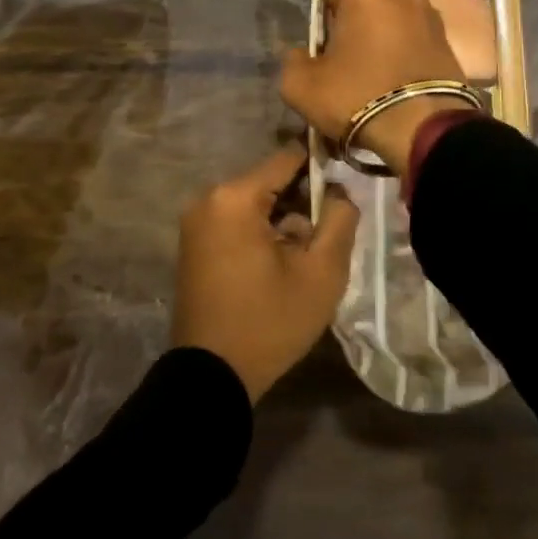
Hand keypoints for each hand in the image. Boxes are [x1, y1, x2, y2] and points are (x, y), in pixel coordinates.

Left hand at [172, 145, 360, 403]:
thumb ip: (340, 220)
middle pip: (270, 182)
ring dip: (282, 221)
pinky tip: (277, 267)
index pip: (288, 159)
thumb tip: (340, 191)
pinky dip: (260, 234)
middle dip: (301, 202)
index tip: (344, 190)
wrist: (210, 379)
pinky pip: (236, 222)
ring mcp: (196, 222)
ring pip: (254, 204)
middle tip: (325, 236)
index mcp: (235, 197)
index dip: (321, 169)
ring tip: (303, 258)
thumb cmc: (269, 322)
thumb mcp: (321, 273)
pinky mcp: (193, 245)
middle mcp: (209, 199)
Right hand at [280, 0, 472, 170]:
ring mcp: (430, 10)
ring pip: (393, 12)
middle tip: (345, 53)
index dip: (324, 5)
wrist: (425, 128)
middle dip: (355, 15)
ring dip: (382, 30)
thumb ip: (293, 60)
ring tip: (372, 68)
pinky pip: (415, 33)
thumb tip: (301, 54)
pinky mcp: (448, 37)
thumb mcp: (301, 86)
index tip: (322, 36)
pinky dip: (404, 47)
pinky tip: (395, 76)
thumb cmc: (358, 95)